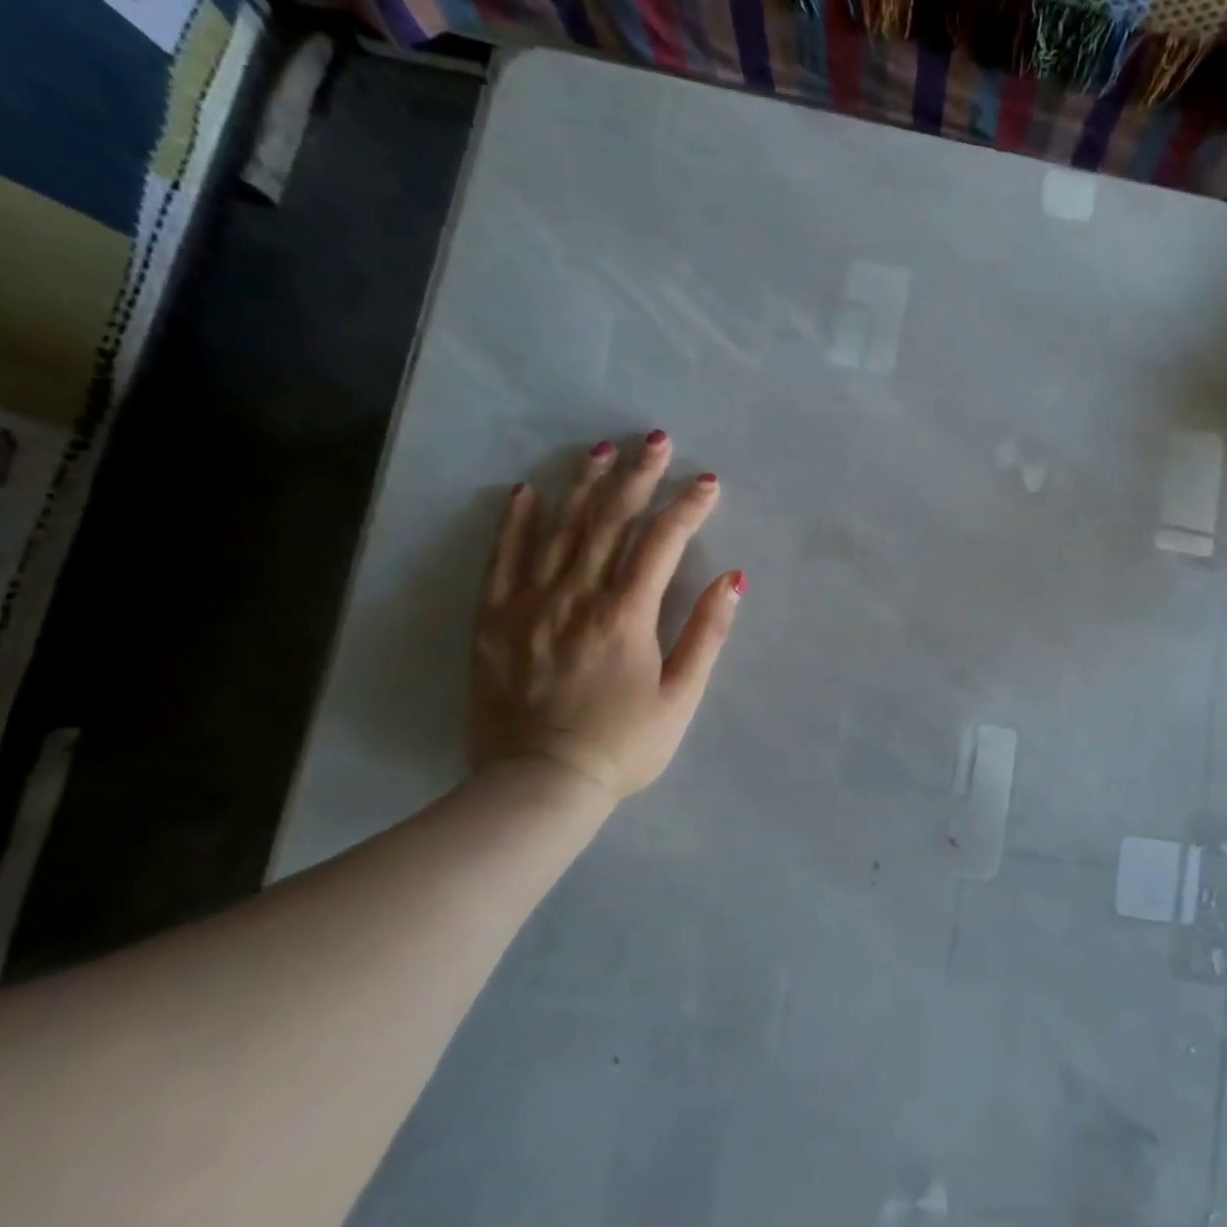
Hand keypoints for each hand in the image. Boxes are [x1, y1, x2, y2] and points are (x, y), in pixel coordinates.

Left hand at [469, 432, 743, 802]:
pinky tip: (527, 491)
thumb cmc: (622, 746)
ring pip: (558, 530)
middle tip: (654, 439)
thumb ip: (707, 634)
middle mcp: (576, 597)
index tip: (707, 482)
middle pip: (609, 522)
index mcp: (626, 616)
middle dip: (636, 477)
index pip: (661, 543)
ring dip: (583, 485)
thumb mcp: (681, 697)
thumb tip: (733, 580)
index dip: (687, 508)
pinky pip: (503, 560)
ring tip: (600, 449)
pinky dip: (516, 523)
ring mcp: (529, 605)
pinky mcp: (493, 621)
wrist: (538, 786)